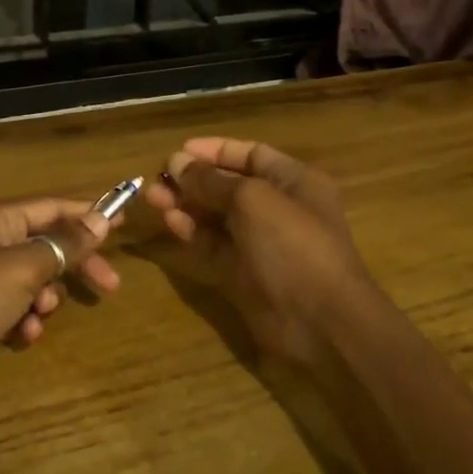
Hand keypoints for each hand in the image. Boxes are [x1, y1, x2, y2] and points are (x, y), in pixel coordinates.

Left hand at [0, 197, 121, 412]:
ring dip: (44, 298)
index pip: (52, 206)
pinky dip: (21, 320)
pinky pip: (9, 307)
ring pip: (29, 280)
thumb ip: (64, 245)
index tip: (122, 226)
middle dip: (74, 266)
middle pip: (45, 244)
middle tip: (109, 286)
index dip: (88, 214)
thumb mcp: (22, 268)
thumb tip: (100, 218)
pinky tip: (21, 338)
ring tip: (40, 316)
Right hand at [142, 138, 376, 366]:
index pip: (251, 155)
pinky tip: (169, 221)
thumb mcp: (252, 200)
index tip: (179, 152)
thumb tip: (177, 162)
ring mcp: (261, 243)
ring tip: (152, 197)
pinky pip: (213, 245)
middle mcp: (278, 208)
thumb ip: (212, 180)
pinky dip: (192, 232)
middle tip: (158, 178)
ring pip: (217, 216)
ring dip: (186, 204)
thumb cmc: (292, 245)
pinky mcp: (244, 273)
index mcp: (294, 182)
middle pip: (230, 186)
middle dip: (195, 179)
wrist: (320, 322)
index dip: (215, 151)